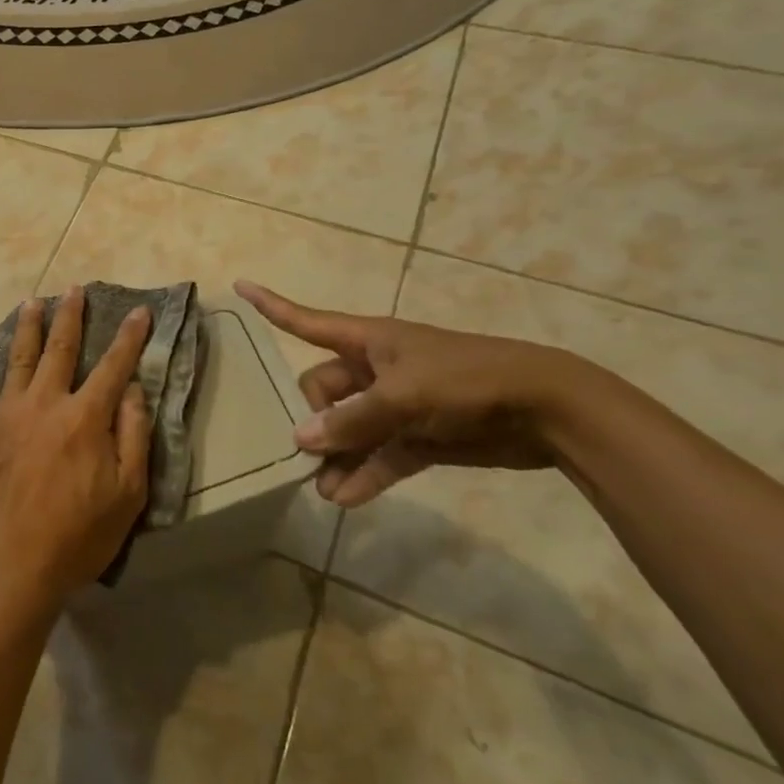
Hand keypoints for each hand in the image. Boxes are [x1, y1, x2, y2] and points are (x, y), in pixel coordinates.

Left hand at [0, 285, 152, 605]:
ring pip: (18, 359)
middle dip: (71, 316)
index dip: (129, 337)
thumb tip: (134, 389)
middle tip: (74, 289)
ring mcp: (6, 415)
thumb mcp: (127, 495)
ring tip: (32, 302)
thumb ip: (133, 437)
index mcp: (85, 418)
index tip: (139, 310)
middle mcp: (45, 403)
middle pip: (60, 349)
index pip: (113, 366)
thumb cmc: (77, 536)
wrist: (11, 567)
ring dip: (27, 328)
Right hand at [236, 280, 581, 504]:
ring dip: (336, 456)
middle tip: (305, 454)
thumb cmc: (465, 380)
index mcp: (367, 341)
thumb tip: (301, 438)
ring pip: (350, 429)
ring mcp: (397, 405)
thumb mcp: (403, 396)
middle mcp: (375, 370)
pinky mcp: (420, 437)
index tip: (239, 286)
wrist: (545, 408)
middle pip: (323, 390)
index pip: (306, 321)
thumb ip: (351, 420)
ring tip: (323, 490)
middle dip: (312, 420)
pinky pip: (380, 455)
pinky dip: (365, 474)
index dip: (271, 305)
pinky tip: (347, 498)